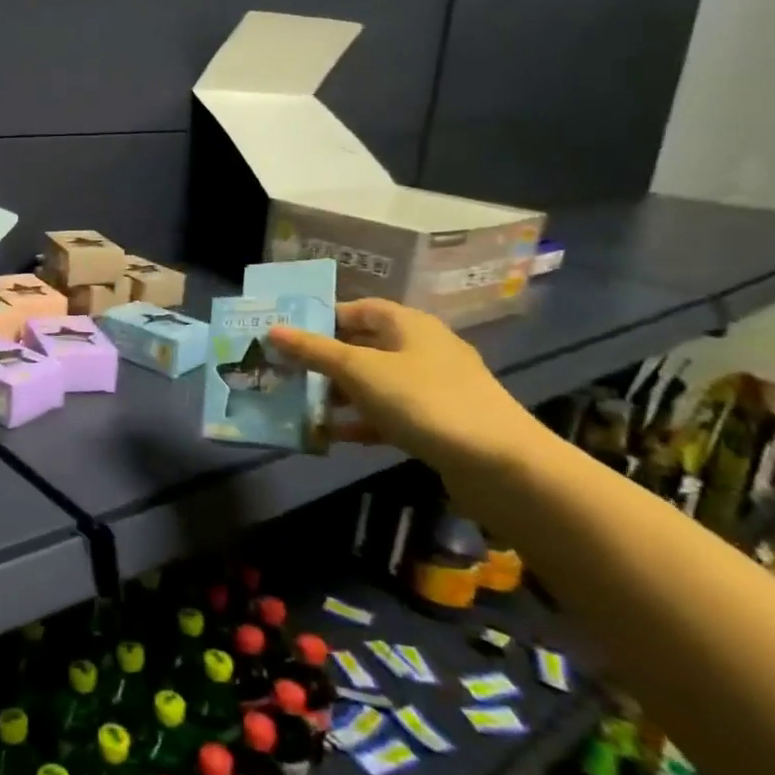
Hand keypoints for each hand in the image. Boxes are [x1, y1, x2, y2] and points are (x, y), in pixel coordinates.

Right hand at [268, 299, 544, 474]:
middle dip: (322, 360)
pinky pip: (387, 413)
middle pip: (361, 346)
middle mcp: (420, 348)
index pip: (356, 309)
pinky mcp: (436, 422)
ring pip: (372, 382)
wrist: (501, 465)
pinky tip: (332, 437)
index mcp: (407, 324)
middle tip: (283, 372)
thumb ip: (315, 351)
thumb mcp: (360, 371)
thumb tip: (273, 328)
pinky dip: (360, 421)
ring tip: (298, 406)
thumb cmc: (424, 401)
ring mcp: (431, 387)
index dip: (319, 319)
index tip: (284, 336)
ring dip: (337, 394)